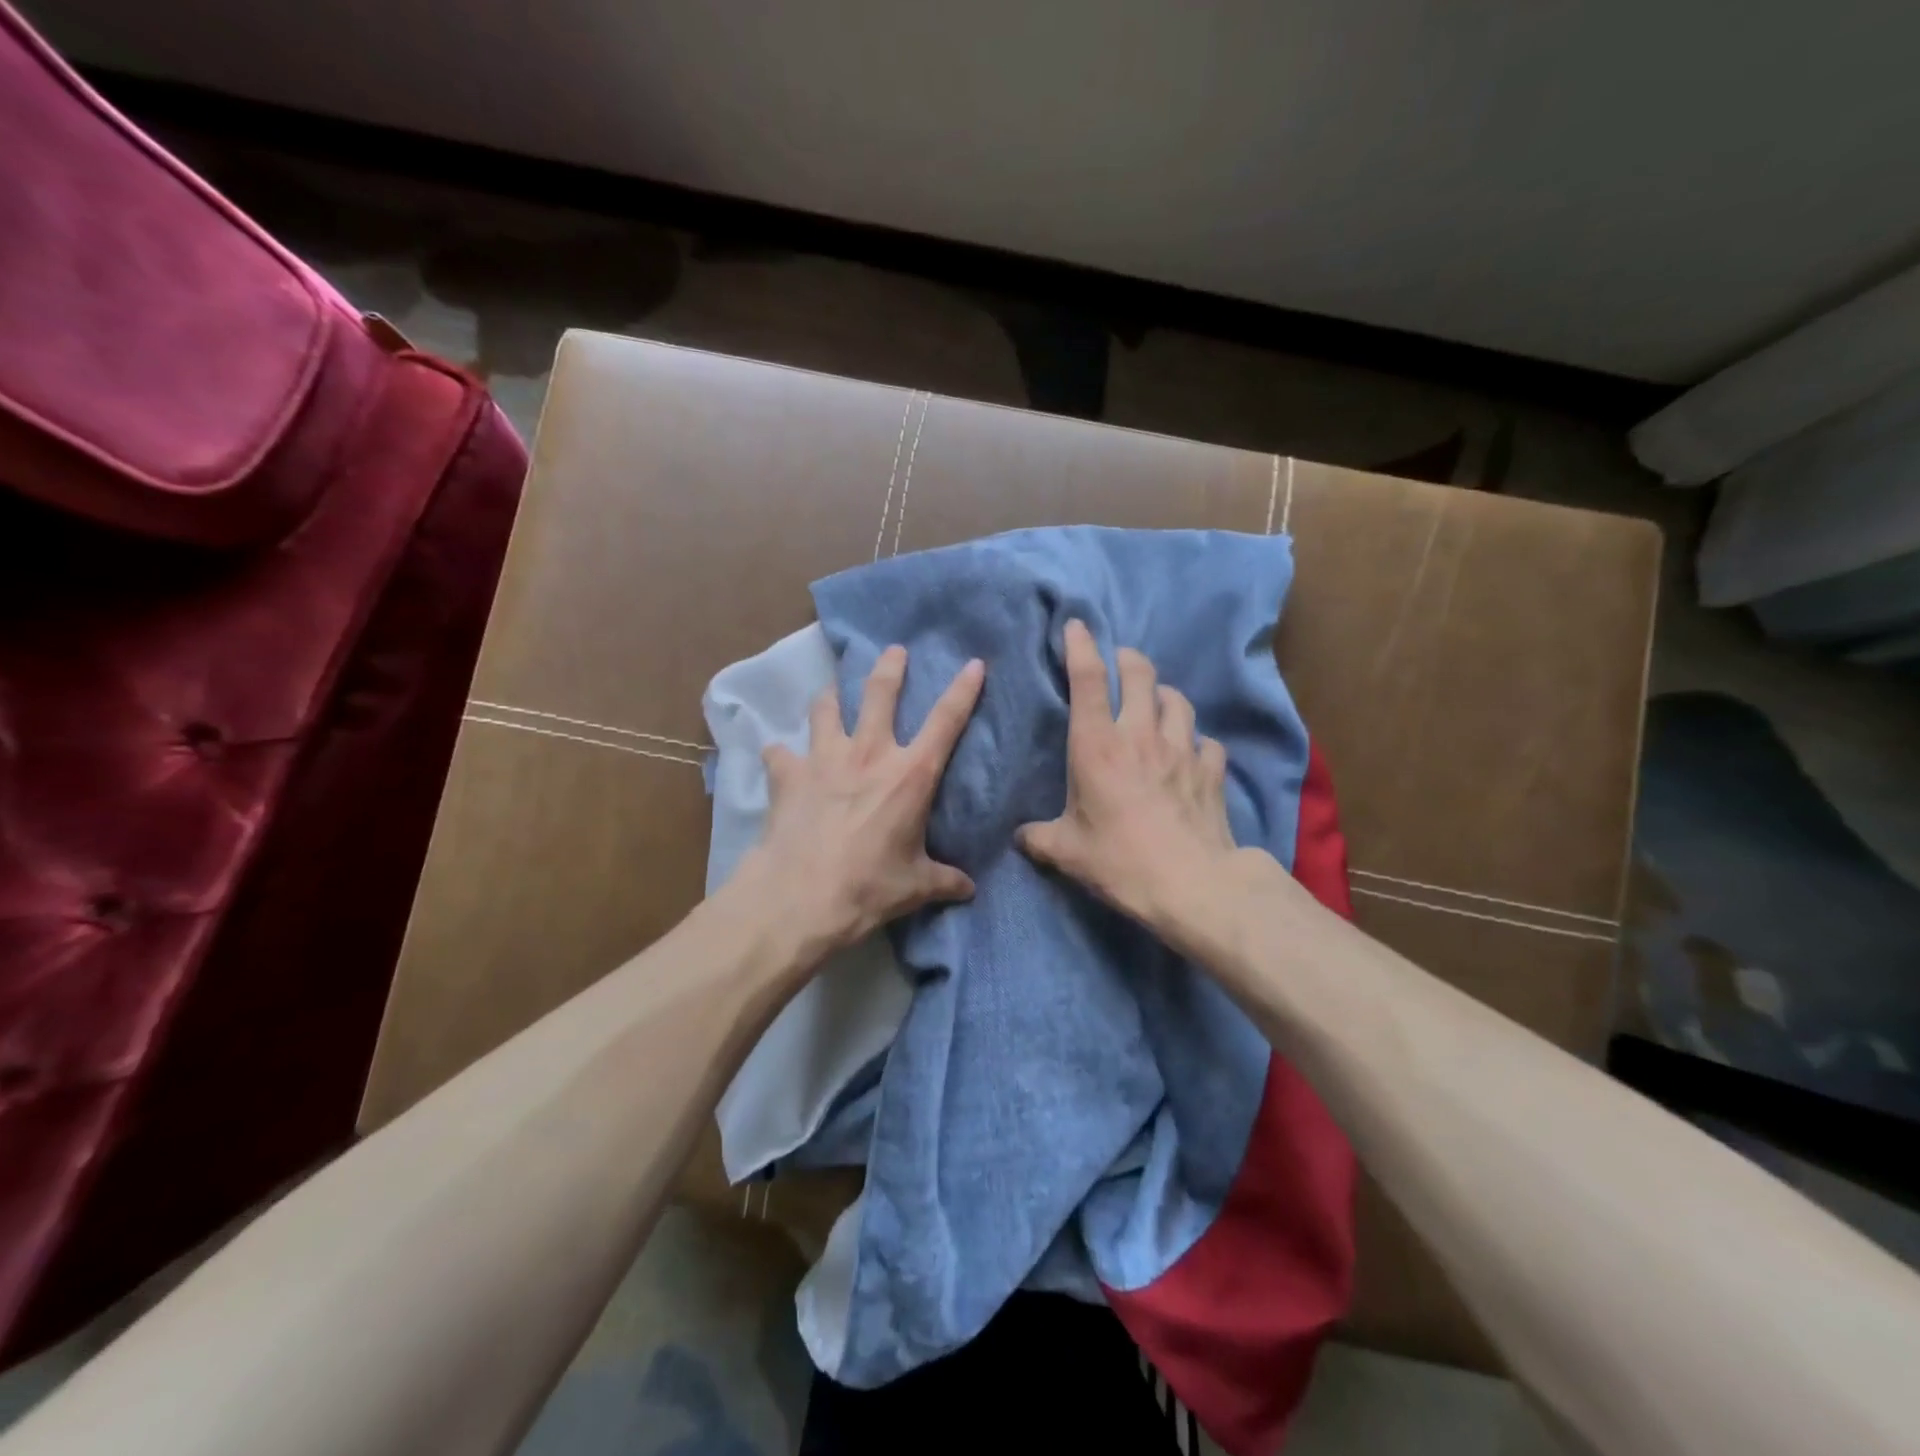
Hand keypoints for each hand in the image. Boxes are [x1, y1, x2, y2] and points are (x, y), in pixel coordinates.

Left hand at [739, 645, 984, 959]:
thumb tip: (969, 889)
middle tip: (893, 651)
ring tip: (830, 692)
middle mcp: (869, 754)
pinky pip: (780, 752)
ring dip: (830, 697)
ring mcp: (824, 759)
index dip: (963, 689)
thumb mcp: (915, 886)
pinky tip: (779, 757)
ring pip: (826, 708)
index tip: (974, 663)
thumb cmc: (868, 888)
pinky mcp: (788, 774)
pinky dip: (781, 753)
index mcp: (910, 775)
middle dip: (889, 667)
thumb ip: (944, 880)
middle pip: (880, 693)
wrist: (799, 897)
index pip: (947, 721)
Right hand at [1018, 619, 1239, 931]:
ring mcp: (1182, 750)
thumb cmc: (1119, 861)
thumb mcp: (1066, 852)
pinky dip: (1198, 741)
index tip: (1077, 626)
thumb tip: (1021, 837)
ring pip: (1178, 701)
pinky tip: (1192, 753)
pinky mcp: (1211, 771)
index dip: (1081, 646)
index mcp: (1097, 746)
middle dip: (1129, 659)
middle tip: (1121, 662)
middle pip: (1140, 674)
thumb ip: (1039, 838)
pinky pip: (1207, 742)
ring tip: (1157, 702)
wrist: (1191, 884)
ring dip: (1164, 695)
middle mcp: (1141, 735)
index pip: (1088, 680)